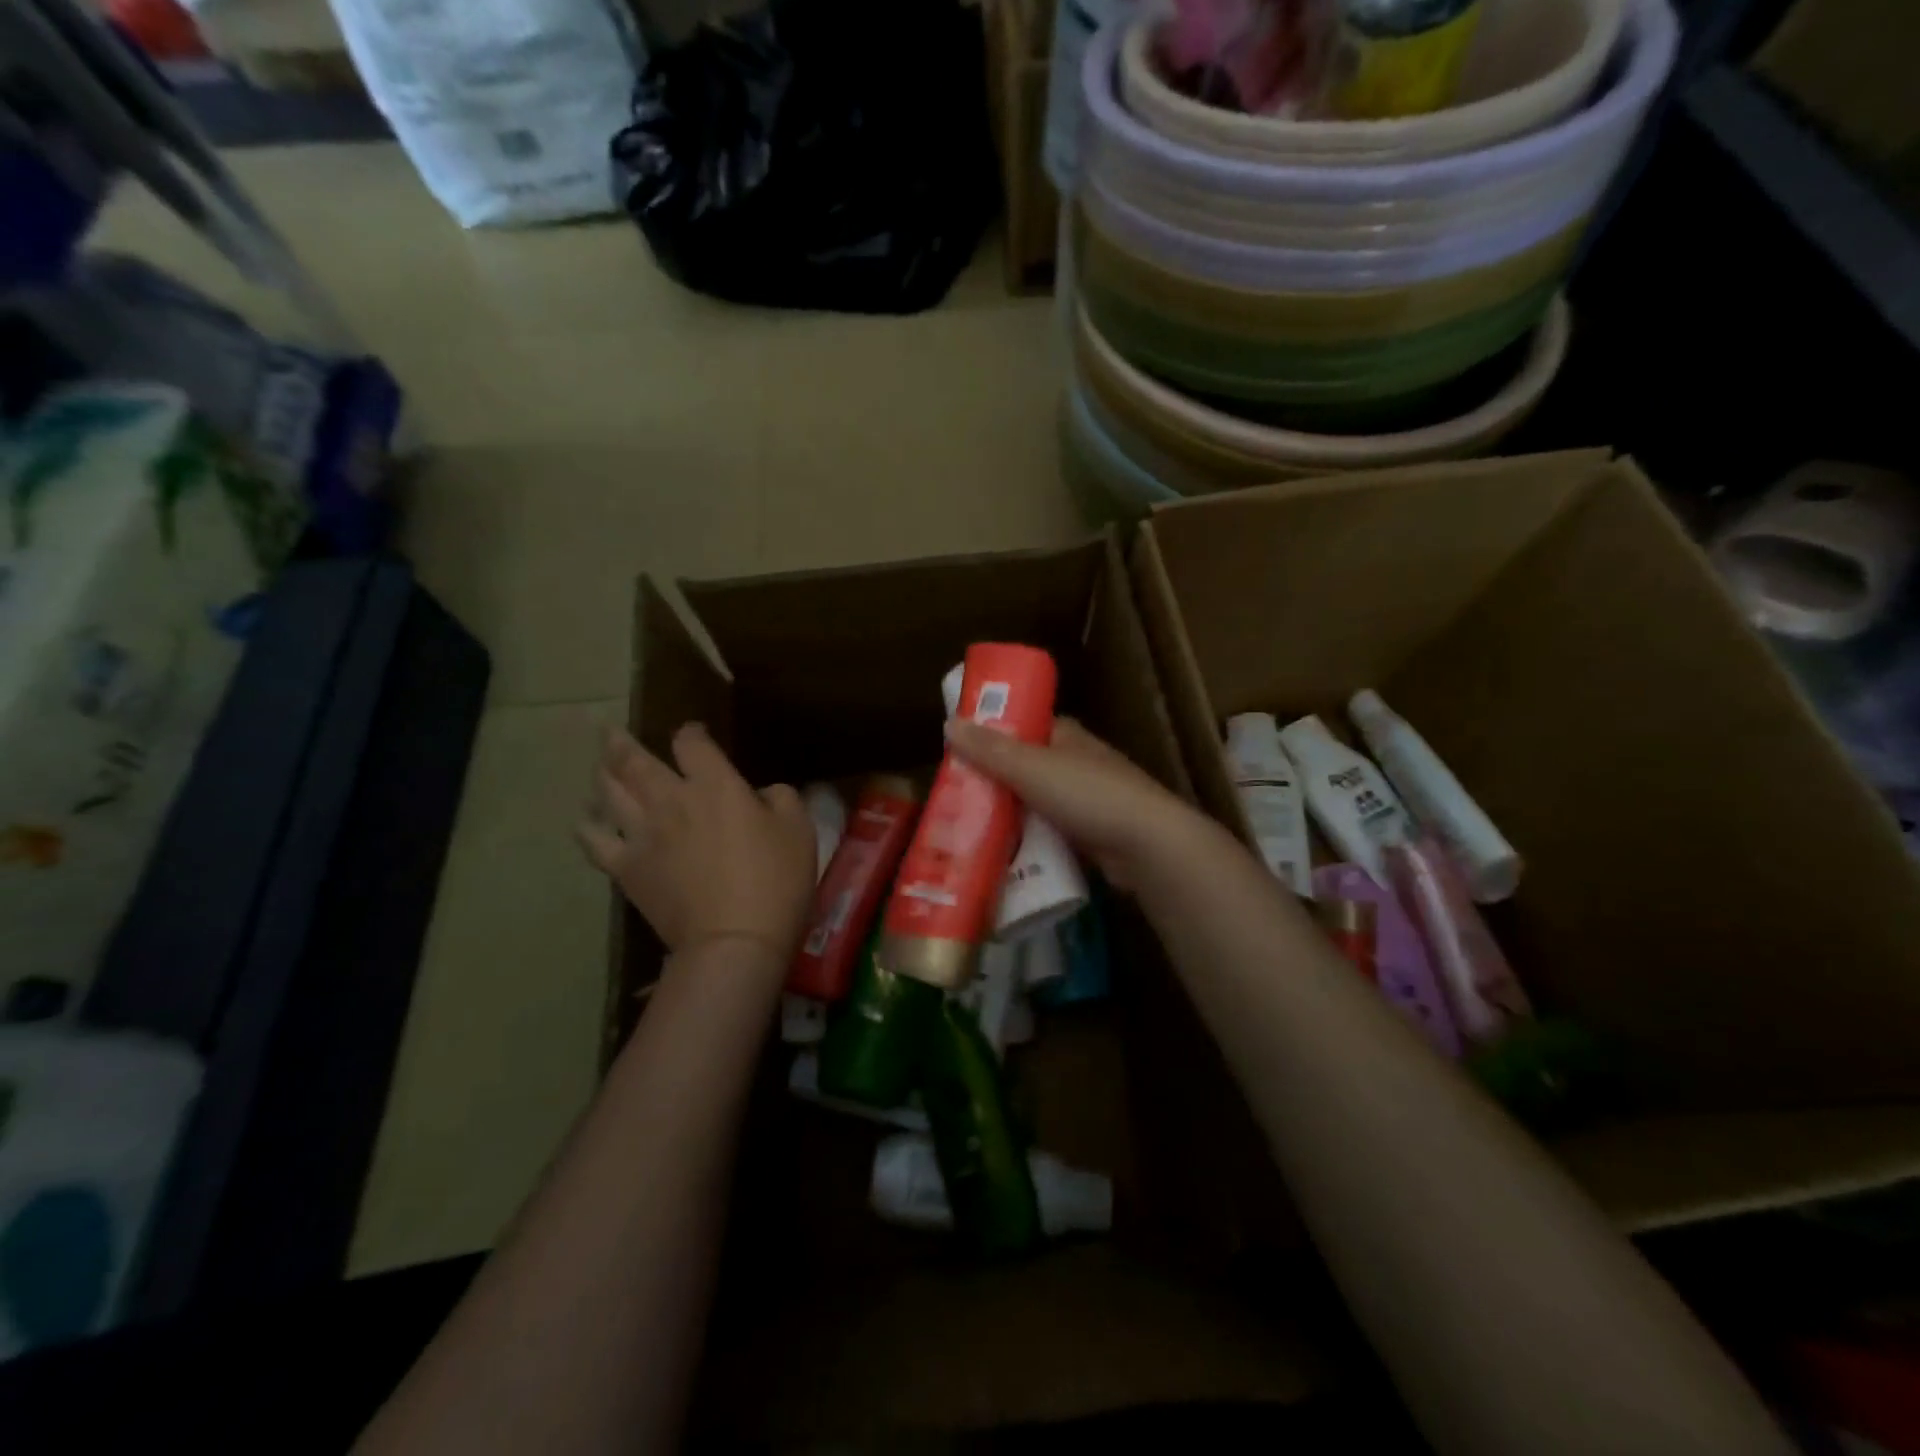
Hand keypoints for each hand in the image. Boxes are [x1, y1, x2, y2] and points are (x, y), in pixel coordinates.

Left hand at [578, 723, 816, 962]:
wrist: (734, 940)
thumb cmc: (776, 881)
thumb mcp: (799, 830)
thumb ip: (781, 798)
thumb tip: (762, 793)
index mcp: (715, 785)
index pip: (691, 743)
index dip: (690, 732)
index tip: (692, 734)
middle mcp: (670, 799)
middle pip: (634, 761)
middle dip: (622, 743)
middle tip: (610, 732)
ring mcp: (641, 834)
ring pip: (609, 792)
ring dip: (602, 774)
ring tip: (599, 766)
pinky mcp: (626, 868)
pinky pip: (594, 840)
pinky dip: (587, 825)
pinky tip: (586, 819)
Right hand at [945, 717, 1219, 891]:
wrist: (1147, 845)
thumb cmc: (1089, 795)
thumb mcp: (1031, 768)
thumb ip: (990, 749)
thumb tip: (948, 722)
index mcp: (1067, 737)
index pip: (1023, 726)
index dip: (992, 735)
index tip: (958, 751)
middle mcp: (1077, 763)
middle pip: (1024, 769)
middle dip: (993, 782)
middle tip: (954, 798)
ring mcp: (1087, 801)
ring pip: (1034, 805)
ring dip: (1007, 816)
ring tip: (967, 830)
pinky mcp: (1091, 836)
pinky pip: (1048, 835)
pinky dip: (1027, 842)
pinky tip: (1001, 855)